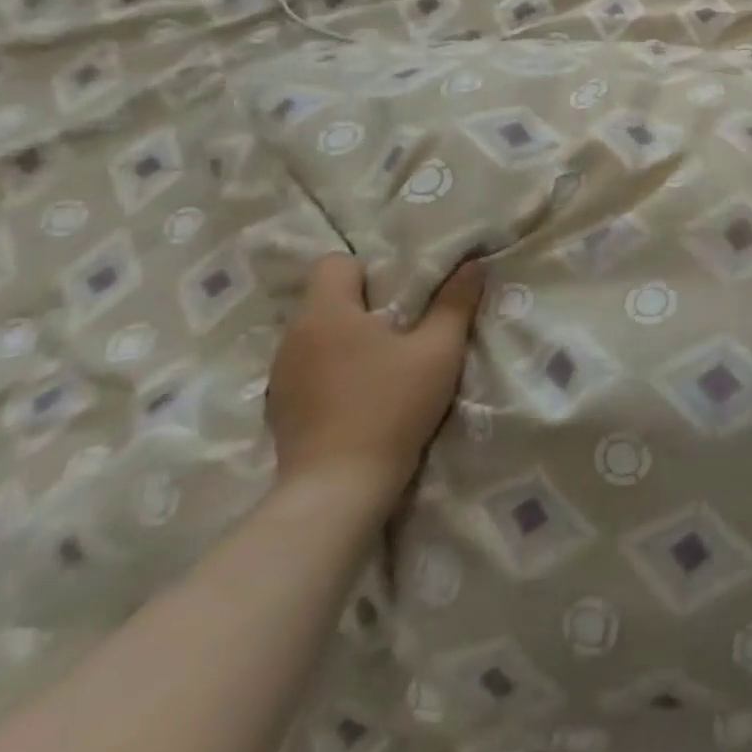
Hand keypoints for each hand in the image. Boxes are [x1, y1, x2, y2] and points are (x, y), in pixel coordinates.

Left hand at [265, 254, 484, 512]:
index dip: (369, 270)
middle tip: (403, 327)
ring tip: (381, 363)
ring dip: (346, 338)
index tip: (400, 294)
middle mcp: (293, 336)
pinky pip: (308, 367)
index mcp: (326, 312)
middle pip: (326, 298)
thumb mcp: (438, 350)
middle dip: (364, 304)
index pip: (334, 262)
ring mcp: (279, 375)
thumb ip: (456, 302)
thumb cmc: (391, 406)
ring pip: (316, 334)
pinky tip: (358, 395)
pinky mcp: (278, 408)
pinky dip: (331, 370)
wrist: (339, 488)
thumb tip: (473, 263)